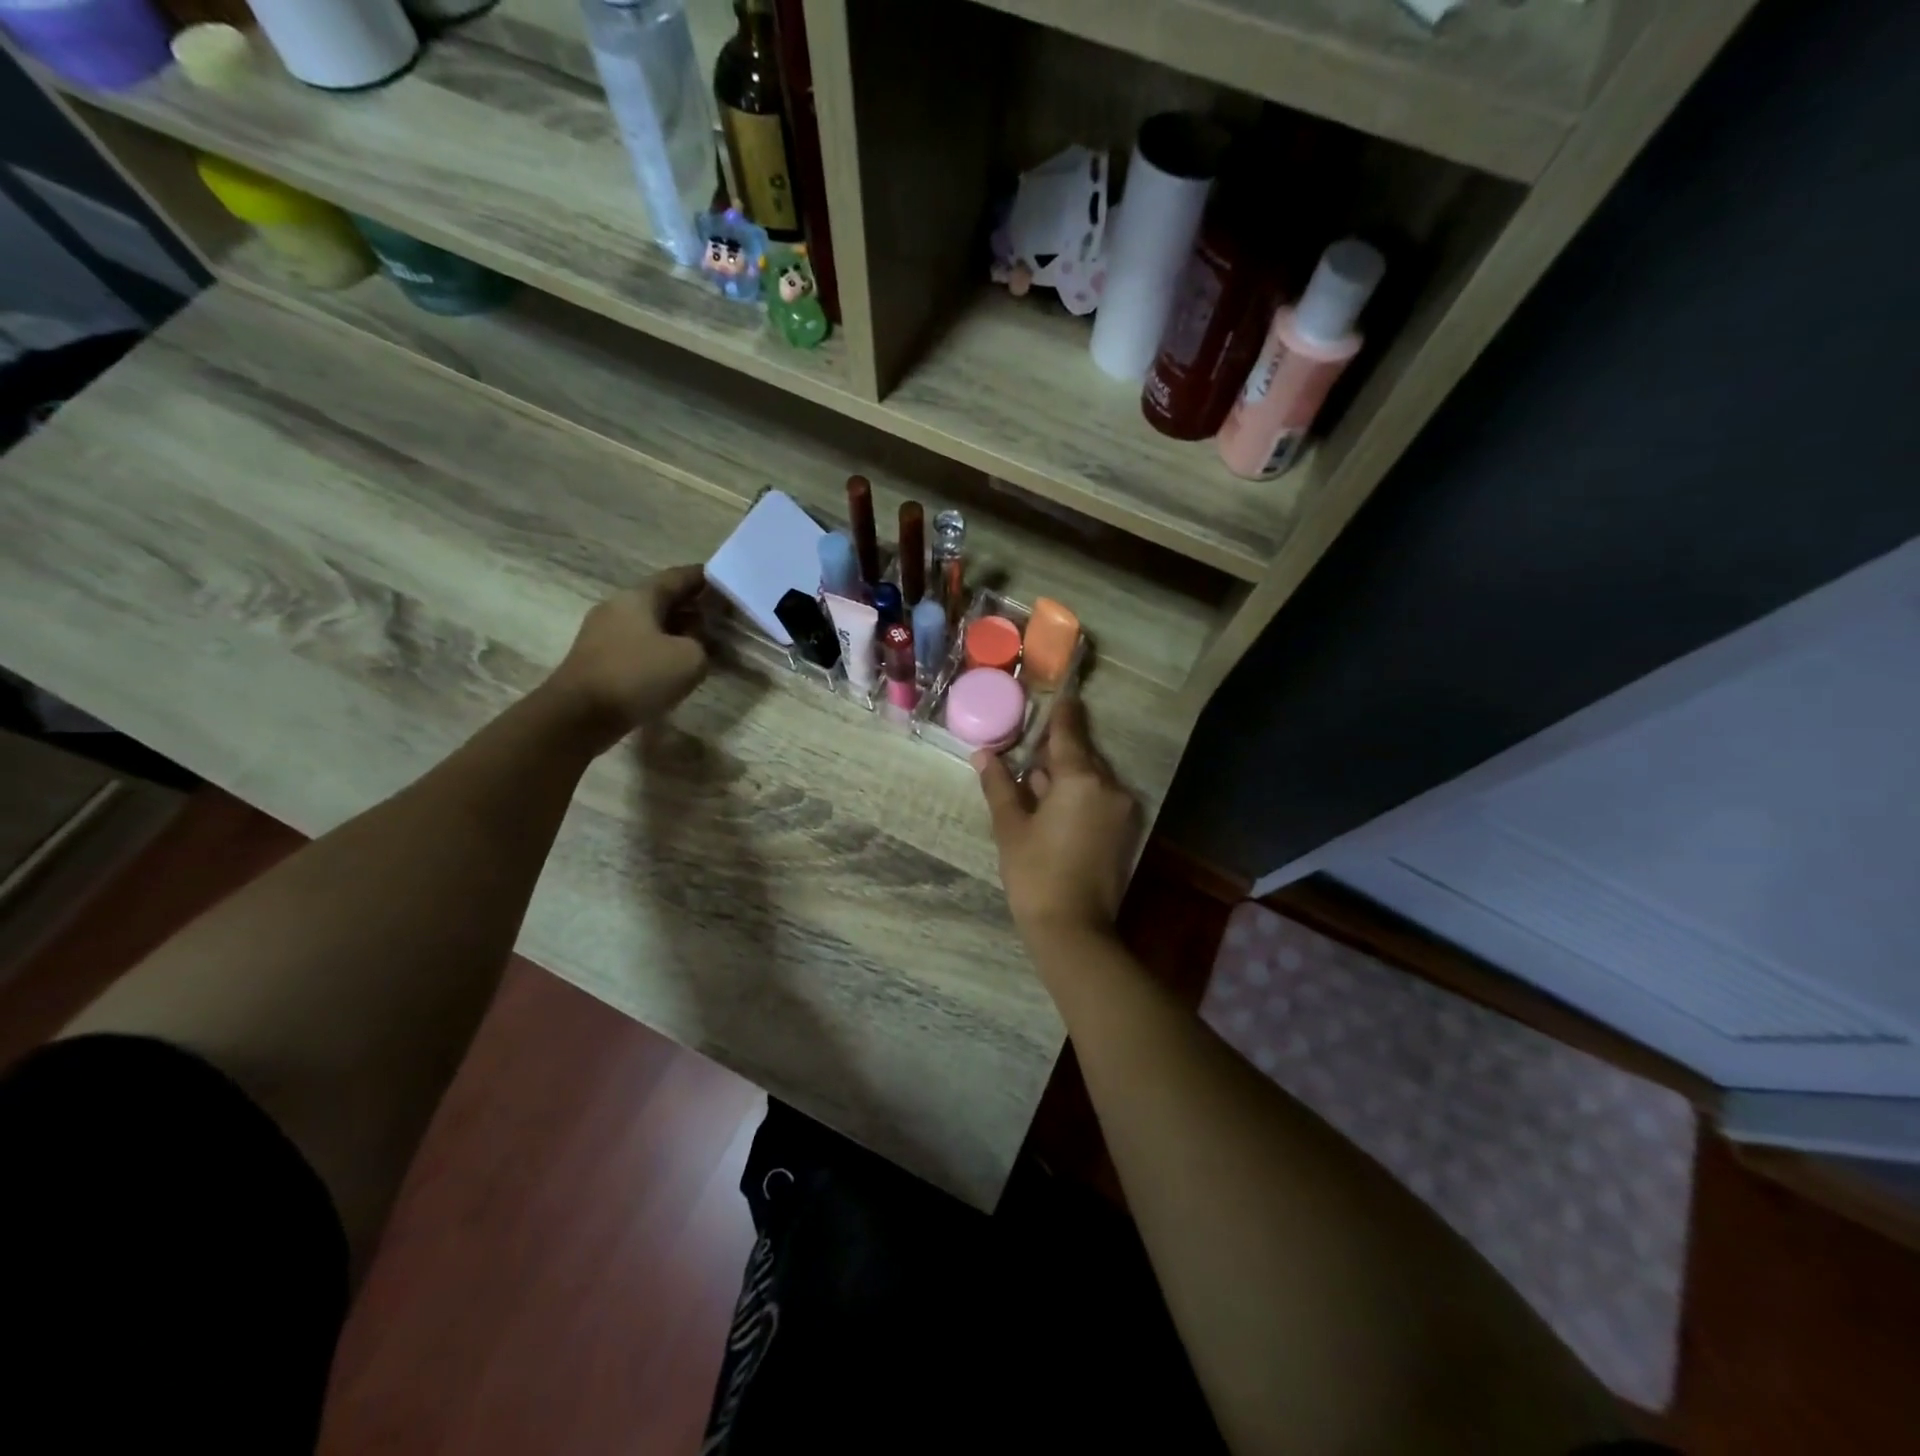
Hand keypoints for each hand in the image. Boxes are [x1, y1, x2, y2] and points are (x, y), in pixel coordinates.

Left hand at [548, 567, 709, 747]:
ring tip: (704, 643)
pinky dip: (661, 649)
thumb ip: (703, 644)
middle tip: (720, 616)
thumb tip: (695, 642)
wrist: (579, 715)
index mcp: (639, 597)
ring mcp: (603, 633)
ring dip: (677, 630)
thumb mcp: (690, 659)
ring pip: (650, 624)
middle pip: (662, 599)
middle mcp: (618, 607)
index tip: (725, 581)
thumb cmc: (637, 676)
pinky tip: (675, 665)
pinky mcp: (598, 659)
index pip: (677, 577)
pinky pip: (638, 645)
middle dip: (692, 606)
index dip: (703, 578)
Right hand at [975, 699, 1138, 944]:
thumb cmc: (1035, 874)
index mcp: (1081, 780)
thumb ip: (1000, 786)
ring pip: (1090, 777)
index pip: (1069, 733)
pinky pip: (1099, 797)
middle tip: (1027, 748)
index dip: (1062, 711)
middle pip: (1081, 755)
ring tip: (1034, 781)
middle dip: (1054, 750)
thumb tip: (983, 755)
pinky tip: (1052, 805)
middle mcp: (1109, 787)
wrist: (1074, 929)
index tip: (1060, 691)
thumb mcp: (1010, 828)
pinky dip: (1078, 794)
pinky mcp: (1125, 830)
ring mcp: (1121, 809)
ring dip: (1064, 774)